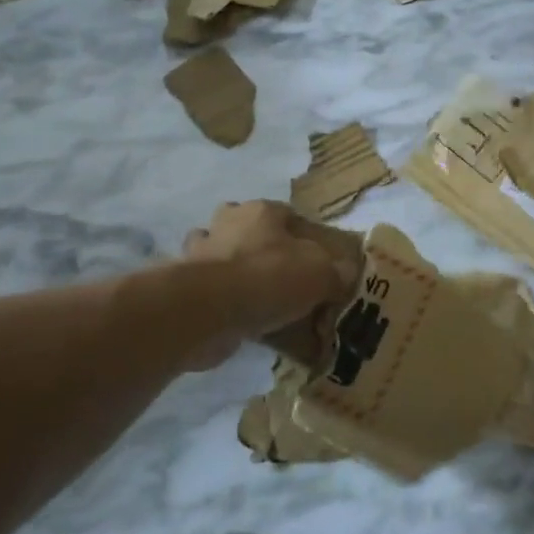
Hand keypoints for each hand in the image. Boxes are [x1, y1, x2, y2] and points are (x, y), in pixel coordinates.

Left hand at [181, 202, 355, 365]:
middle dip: (264, 251)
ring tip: (260, 302)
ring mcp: (201, 254)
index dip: (303, 236)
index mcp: (260, 211)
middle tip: (285, 280)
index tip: (315, 261)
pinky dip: (225, 303)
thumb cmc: (270, 277)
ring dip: (238, 275)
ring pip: (225, 258)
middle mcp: (227, 224)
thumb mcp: (321, 273)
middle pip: (250, 232)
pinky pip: (213, 292)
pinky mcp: (186, 286)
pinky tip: (242, 322)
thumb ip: (336, 272)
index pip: (287, 214)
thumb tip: (346, 274)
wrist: (210, 310)